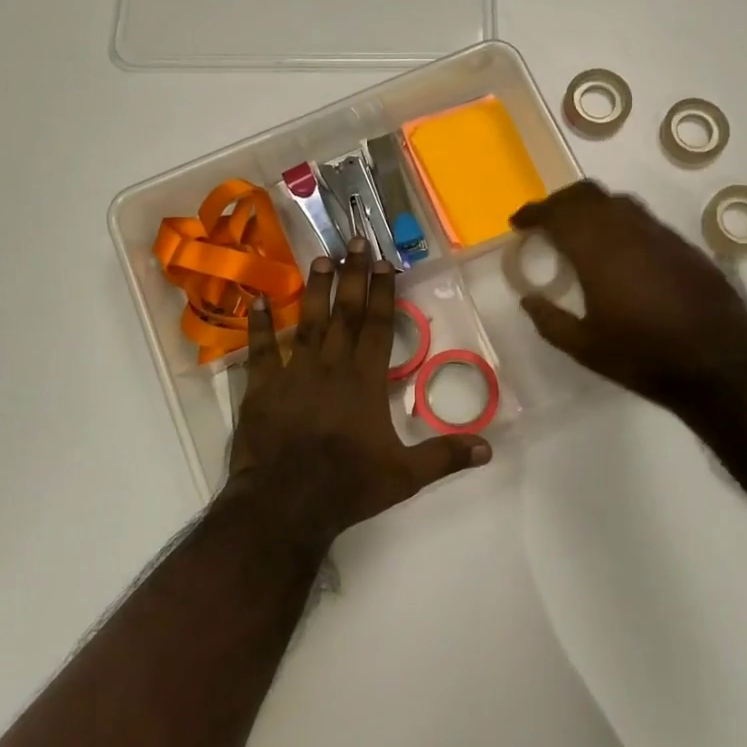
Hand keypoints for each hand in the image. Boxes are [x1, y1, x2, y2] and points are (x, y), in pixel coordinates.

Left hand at [228, 239, 491, 542]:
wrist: (284, 506)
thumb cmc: (347, 487)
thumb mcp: (405, 476)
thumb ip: (445, 456)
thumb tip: (489, 448)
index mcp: (365, 380)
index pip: (379, 325)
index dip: (383, 291)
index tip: (385, 261)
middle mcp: (331, 366)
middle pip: (346, 312)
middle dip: (352, 275)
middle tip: (354, 241)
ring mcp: (294, 373)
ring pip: (307, 321)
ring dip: (315, 289)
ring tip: (319, 257)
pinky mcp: (262, 388)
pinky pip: (260, 350)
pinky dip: (258, 325)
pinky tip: (256, 300)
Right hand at [511, 181, 746, 422]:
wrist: (721, 364)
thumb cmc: (645, 358)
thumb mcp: (586, 349)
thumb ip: (550, 321)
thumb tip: (527, 299)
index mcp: (597, 251)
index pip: (557, 214)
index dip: (534, 212)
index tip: (518, 222)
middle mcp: (627, 230)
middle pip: (586, 194)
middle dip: (559, 201)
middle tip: (544, 221)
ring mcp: (659, 233)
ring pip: (616, 201)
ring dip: (590, 207)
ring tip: (578, 230)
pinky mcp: (682, 244)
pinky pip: (641, 218)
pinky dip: (618, 221)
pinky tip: (618, 249)